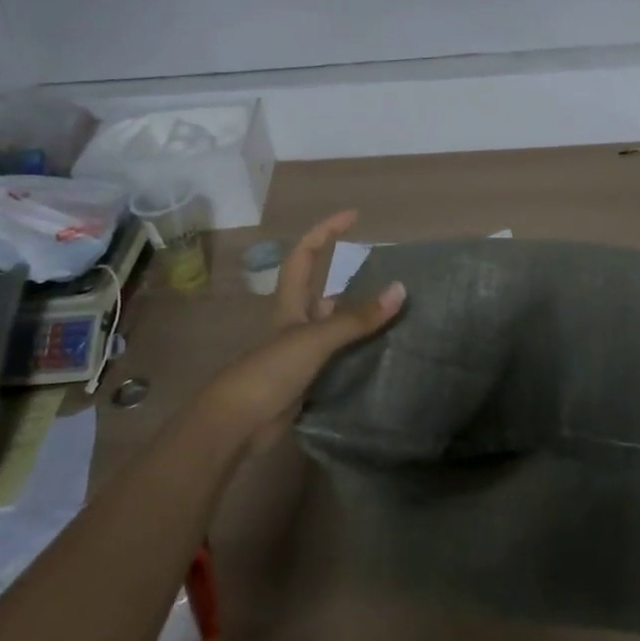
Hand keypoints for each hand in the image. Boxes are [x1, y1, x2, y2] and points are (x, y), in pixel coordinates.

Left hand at [200, 211, 405, 448]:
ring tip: (401, 316)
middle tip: (392, 278)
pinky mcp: (308, 380)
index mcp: (291, 303)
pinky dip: (361, 354)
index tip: (354, 216)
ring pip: (337, 327)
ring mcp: (302, 352)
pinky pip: (341, 358)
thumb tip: (400, 290)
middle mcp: (297, 322)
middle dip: (355, 281)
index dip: (326, 231)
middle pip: (326, 291)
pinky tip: (386, 357)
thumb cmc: (272, 370)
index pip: (306, 254)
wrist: (239, 423)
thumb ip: (357, 318)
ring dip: (363, 321)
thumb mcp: (316, 339)